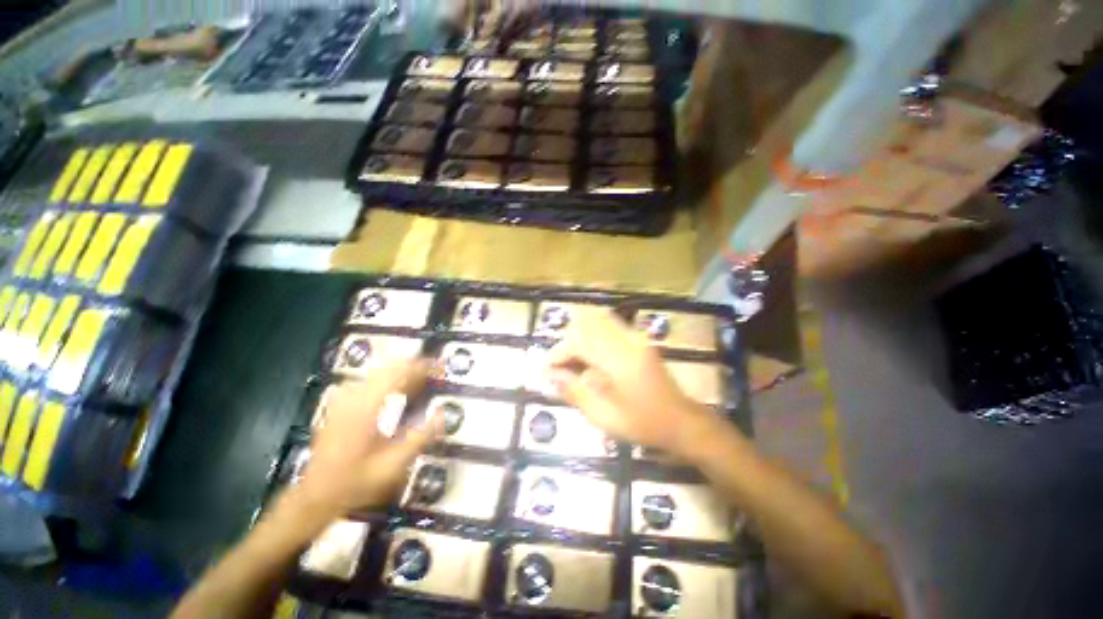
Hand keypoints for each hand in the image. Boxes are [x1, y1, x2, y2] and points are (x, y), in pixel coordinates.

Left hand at [294, 361, 443, 519]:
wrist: (316, 495)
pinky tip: (397, 393)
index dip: (422, 366)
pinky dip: (388, 380)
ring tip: (420, 381)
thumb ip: (420, 437)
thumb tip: (443, 413)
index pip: (399, 373)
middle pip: (389, 366)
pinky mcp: (341, 405)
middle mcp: (355, 397)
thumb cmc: (356, 482)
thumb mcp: (393, 465)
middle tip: (433, 372)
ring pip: (379, 371)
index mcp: (368, 408)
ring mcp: (345, 400)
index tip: (440, 365)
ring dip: (402, 372)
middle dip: (414, 365)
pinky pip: (369, 381)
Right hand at [545, 310, 715, 456]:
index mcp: (618, 361)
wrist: (681, 421)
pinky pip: (609, 325)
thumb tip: (550, 376)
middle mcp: (626, 341)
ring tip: (573, 361)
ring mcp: (635, 337)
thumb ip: (574, 392)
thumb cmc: (643, 424)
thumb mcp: (604, 417)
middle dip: (566, 344)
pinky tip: (590, 356)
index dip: (557, 354)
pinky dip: (593, 334)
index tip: (546, 371)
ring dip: (579, 336)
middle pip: (585, 326)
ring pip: (597, 320)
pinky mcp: (638, 339)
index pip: (578, 343)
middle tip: (560, 368)